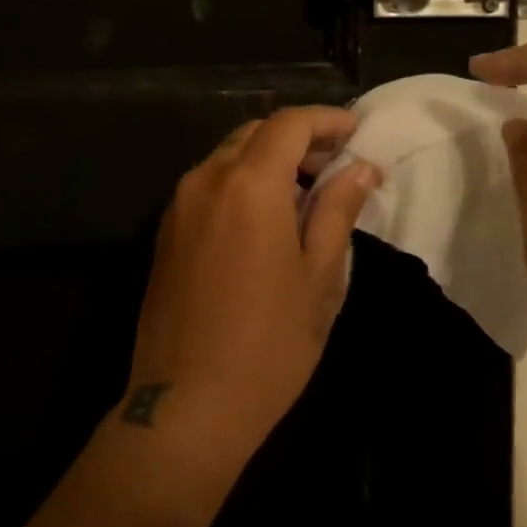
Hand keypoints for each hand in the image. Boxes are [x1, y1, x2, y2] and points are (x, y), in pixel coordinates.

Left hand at [115, 106, 380, 486]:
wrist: (185, 407)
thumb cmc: (269, 345)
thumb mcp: (319, 277)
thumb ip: (338, 210)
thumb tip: (361, 168)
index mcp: (249, 185)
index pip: (289, 124)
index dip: (326, 119)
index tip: (356, 132)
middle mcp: (206, 180)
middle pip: (255, 133)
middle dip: (298, 138)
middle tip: (335, 165)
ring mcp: (178, 205)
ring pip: (229, 157)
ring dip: (268, 160)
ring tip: (304, 194)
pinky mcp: (165, 231)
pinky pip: (208, 185)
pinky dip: (241, 182)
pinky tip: (264, 219)